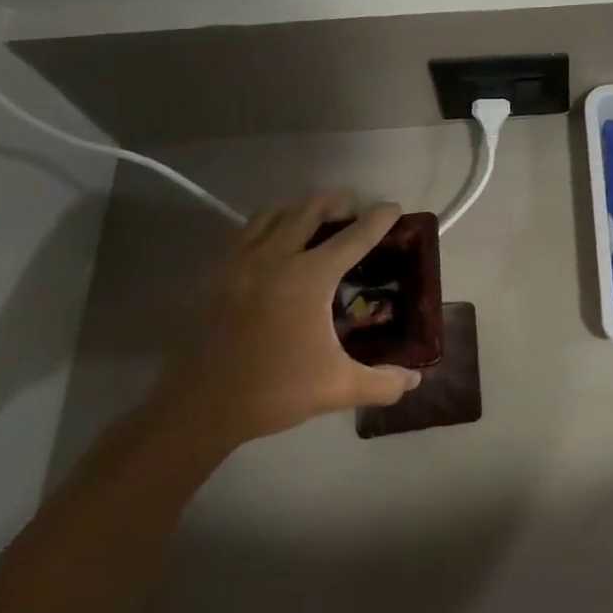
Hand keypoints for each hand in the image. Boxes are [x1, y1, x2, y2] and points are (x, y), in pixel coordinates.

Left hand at [155, 192, 421, 453]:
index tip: (394, 208)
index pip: (354, 236)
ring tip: (315, 221)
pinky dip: (268, 227)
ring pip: (274, 213)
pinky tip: (275, 246)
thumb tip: (415, 379)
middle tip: (353, 212)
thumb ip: (383, 382)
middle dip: (337, 202)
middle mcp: (274, 257)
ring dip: (300, 209)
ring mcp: (239, 261)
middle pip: (310, 208)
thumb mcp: (337, 388)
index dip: (378, 219)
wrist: (198, 409)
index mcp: (309, 278)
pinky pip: (246, 232)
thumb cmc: (273, 392)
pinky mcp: (214, 273)